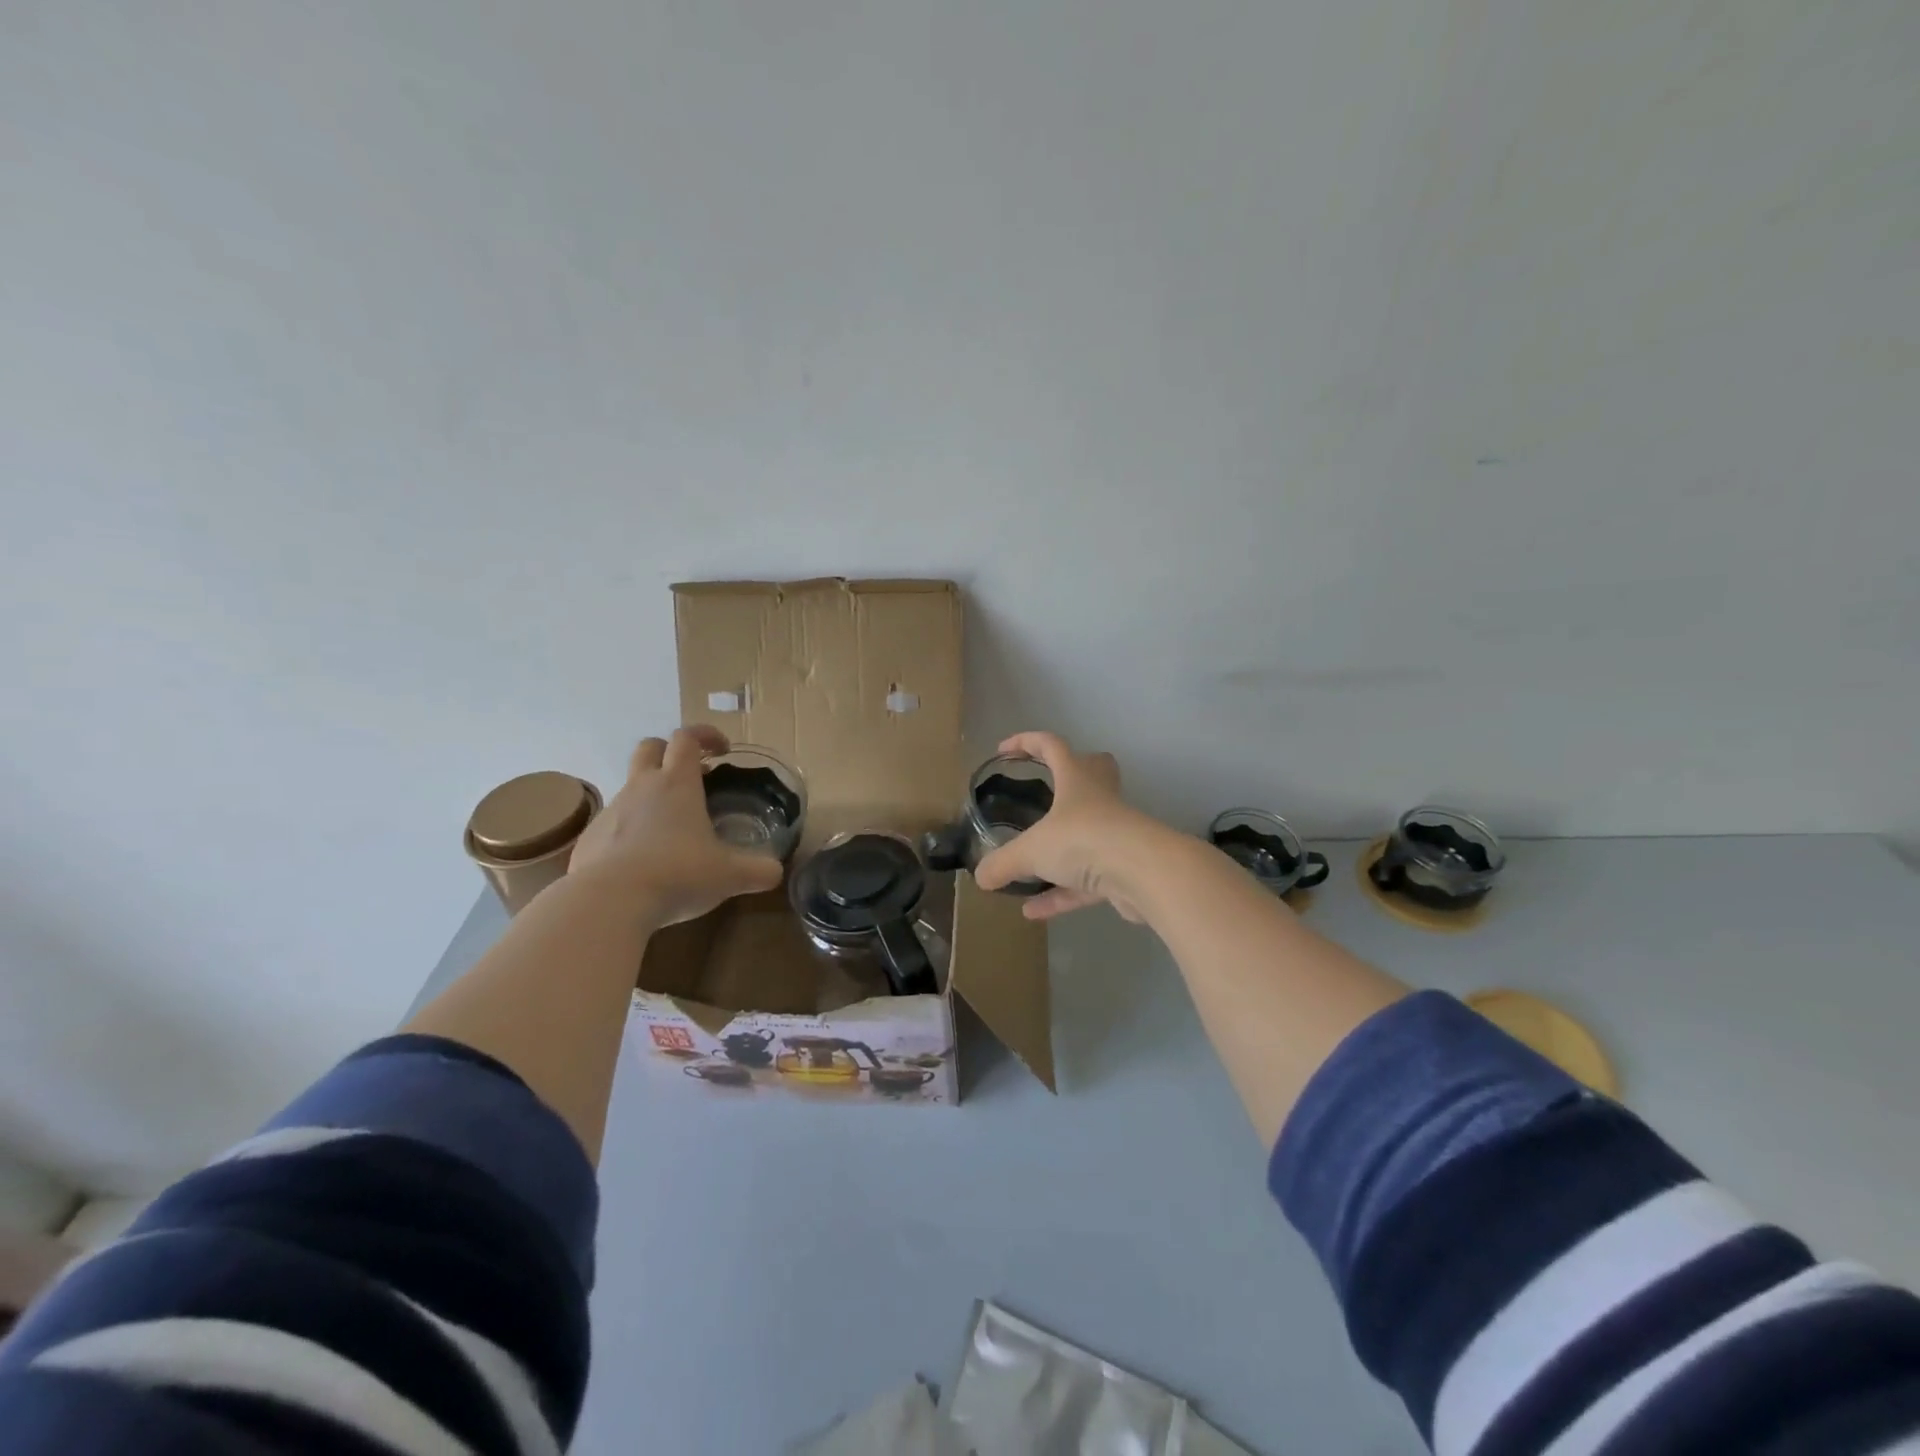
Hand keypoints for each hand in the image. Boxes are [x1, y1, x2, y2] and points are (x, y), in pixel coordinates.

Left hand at [568, 726, 782, 925]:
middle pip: (649, 748)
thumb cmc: (677, 875)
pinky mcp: (589, 840)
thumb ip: (758, 870)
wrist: (607, 903)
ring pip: (629, 787)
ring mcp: (610, 812)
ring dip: (650, 796)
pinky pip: (612, 825)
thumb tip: (775, 870)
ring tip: (671, 829)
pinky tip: (642, 863)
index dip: (706, 735)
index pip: (687, 738)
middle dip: (669, 752)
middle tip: (692, 775)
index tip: (722, 750)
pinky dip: (629, 832)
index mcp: (677, 784)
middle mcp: (641, 788)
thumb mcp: (729, 876)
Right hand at [972, 732, 1154, 921]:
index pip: (1051, 746)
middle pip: (1094, 771)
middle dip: (1073, 774)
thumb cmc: (1083, 840)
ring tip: (1029, 863)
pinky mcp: (1123, 869)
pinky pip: (1086, 879)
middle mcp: (1099, 800)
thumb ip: (1003, 863)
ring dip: (1061, 846)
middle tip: (1048, 786)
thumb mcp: (1031, 850)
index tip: (1003, 750)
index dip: (1026, 743)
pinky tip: (1034, 910)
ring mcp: (1115, 834)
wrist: (1144, 874)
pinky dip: (1061, 892)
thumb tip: (980, 876)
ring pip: (1089, 830)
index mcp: (1076, 779)